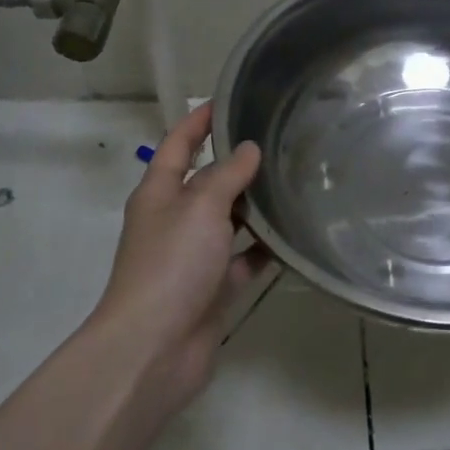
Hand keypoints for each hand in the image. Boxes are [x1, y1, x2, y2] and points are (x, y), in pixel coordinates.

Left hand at [93, 103, 266, 412]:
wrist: (154, 350)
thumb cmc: (171, 265)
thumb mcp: (200, 207)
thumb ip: (227, 175)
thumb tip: (249, 149)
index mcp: (159, 194)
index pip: (178, 144)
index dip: (199, 121)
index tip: (228, 100)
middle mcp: (174, 220)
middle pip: (207, 182)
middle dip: (237, 163)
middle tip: (280, 141)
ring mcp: (193, 257)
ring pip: (229, 220)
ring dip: (255, 206)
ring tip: (294, 182)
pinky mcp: (213, 289)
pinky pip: (244, 260)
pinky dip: (264, 250)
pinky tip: (294, 236)